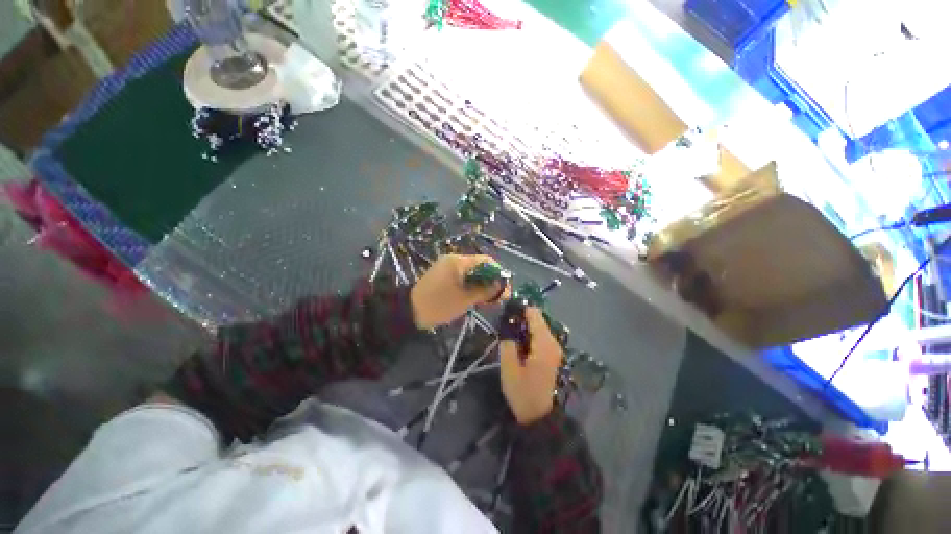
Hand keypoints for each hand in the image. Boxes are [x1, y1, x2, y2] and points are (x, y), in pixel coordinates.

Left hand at [410, 254, 507, 329]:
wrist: (409, 311)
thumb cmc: (439, 304)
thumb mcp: (465, 299)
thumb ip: (486, 291)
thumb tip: (503, 288)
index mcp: (459, 262)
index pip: (486, 261)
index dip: (498, 273)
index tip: (504, 289)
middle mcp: (453, 259)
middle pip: (479, 265)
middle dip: (490, 280)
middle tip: (496, 297)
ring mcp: (447, 266)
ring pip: (472, 272)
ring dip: (481, 283)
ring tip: (486, 299)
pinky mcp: (443, 274)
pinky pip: (462, 276)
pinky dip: (471, 284)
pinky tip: (474, 296)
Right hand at [500, 307, 562, 424]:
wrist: (539, 416)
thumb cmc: (522, 392)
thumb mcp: (509, 368)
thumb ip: (508, 342)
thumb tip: (508, 324)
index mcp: (543, 343)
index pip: (534, 314)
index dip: (520, 308)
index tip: (505, 310)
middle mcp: (553, 342)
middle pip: (538, 318)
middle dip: (522, 317)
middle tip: (505, 324)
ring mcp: (555, 348)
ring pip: (540, 326)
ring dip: (525, 326)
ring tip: (510, 333)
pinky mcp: (553, 353)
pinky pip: (541, 335)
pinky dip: (530, 333)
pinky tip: (519, 342)